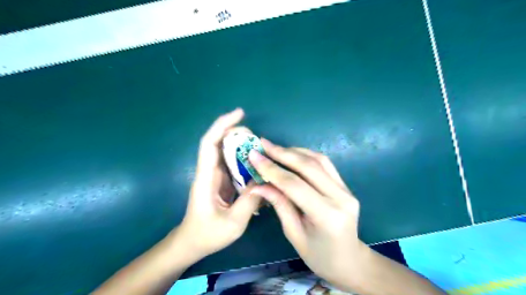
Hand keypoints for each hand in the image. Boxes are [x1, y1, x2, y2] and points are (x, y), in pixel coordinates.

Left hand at [177, 109, 261, 258]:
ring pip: (226, 152)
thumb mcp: (232, 223)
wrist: (191, 243)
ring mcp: (214, 176)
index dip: (222, 125)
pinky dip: (244, 159)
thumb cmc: (207, 235)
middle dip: (236, 133)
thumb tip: (265, 182)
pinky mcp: (220, 182)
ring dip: (241, 146)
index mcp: (205, 179)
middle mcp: (208, 172)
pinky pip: (232, 164)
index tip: (239, 114)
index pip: (209, 144)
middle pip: (218, 143)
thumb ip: (250, 202)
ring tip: (260, 148)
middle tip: (256, 136)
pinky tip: (256, 164)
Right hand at [249, 139, 365, 289]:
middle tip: (263, 144)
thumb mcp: (294, 234)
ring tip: (274, 148)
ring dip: (294, 151)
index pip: (294, 185)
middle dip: (282, 153)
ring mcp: (346, 189)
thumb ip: (279, 205)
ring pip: (319, 160)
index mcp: (327, 215)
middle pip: (308, 167)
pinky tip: (292, 153)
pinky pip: (325, 164)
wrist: (350, 261)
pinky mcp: (346, 186)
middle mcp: (340, 197)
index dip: (272, 169)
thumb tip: (258, 184)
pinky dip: (307, 155)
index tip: (254, 156)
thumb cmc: (319, 256)